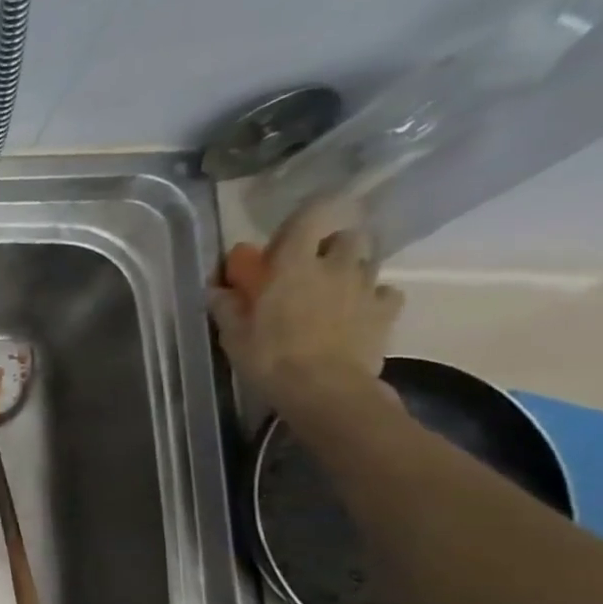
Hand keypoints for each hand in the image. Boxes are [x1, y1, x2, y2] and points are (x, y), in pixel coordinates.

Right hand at [209, 194, 403, 415]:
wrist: (325, 389)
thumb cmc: (270, 359)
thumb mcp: (234, 336)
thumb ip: (227, 307)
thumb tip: (216, 289)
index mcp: (293, 266)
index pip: (309, 217)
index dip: (305, 214)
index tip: (291, 230)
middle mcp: (335, 266)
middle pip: (346, 236)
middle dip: (331, 246)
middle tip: (311, 268)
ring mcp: (366, 287)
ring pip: (367, 261)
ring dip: (351, 270)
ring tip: (334, 293)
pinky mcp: (386, 311)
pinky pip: (385, 292)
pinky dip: (373, 297)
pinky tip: (359, 313)